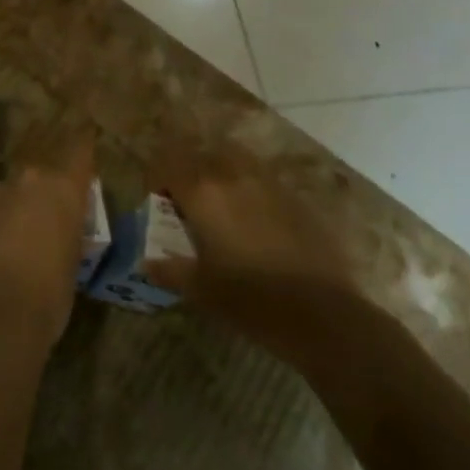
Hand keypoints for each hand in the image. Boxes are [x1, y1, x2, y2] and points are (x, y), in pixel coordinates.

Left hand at [0, 133, 93, 352]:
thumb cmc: (48, 296)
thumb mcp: (72, 267)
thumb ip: (66, 237)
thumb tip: (59, 234)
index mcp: (62, 191)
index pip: (79, 154)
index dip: (82, 145)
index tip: (85, 133)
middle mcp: (25, 183)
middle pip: (36, 178)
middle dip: (38, 196)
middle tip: (42, 223)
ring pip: (2, 197)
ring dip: (6, 213)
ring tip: (8, 246)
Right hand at [143, 147, 360, 361]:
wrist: (323, 314)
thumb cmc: (250, 300)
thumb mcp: (201, 290)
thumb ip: (170, 271)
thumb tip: (147, 264)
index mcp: (203, 193)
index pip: (169, 164)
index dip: (158, 176)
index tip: (157, 197)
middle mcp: (233, 177)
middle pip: (203, 154)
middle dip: (190, 168)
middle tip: (187, 197)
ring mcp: (269, 185)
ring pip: (237, 159)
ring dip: (222, 170)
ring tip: (221, 199)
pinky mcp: (297, 200)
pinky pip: (264, 180)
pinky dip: (251, 188)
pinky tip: (255, 219)